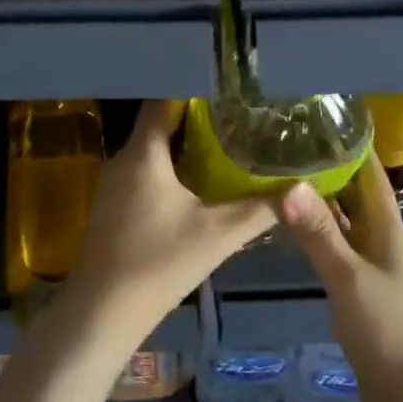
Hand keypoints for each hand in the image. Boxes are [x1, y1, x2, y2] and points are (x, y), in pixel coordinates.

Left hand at [65, 101, 275, 336]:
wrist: (102, 312)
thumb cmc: (159, 263)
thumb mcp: (218, 235)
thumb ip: (260, 209)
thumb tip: (300, 188)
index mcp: (143, 154)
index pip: (162, 101)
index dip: (193, 90)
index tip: (226, 89)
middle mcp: (122, 160)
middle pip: (158, 126)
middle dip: (195, 120)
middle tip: (235, 117)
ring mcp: (112, 185)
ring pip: (150, 152)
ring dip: (182, 148)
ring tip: (223, 146)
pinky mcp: (111, 208)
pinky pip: (143, 174)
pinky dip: (168, 171)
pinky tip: (194, 186)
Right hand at [272, 157, 402, 401]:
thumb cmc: (389, 330)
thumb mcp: (348, 278)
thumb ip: (318, 233)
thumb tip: (288, 183)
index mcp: (388, 228)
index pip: (369, 172)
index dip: (349, 144)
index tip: (315, 118)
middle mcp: (382, 239)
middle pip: (354, 193)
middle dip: (326, 168)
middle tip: (284, 144)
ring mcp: (372, 265)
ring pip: (343, 221)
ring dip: (318, 201)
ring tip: (280, 175)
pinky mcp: (361, 290)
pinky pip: (336, 248)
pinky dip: (316, 233)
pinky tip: (289, 229)